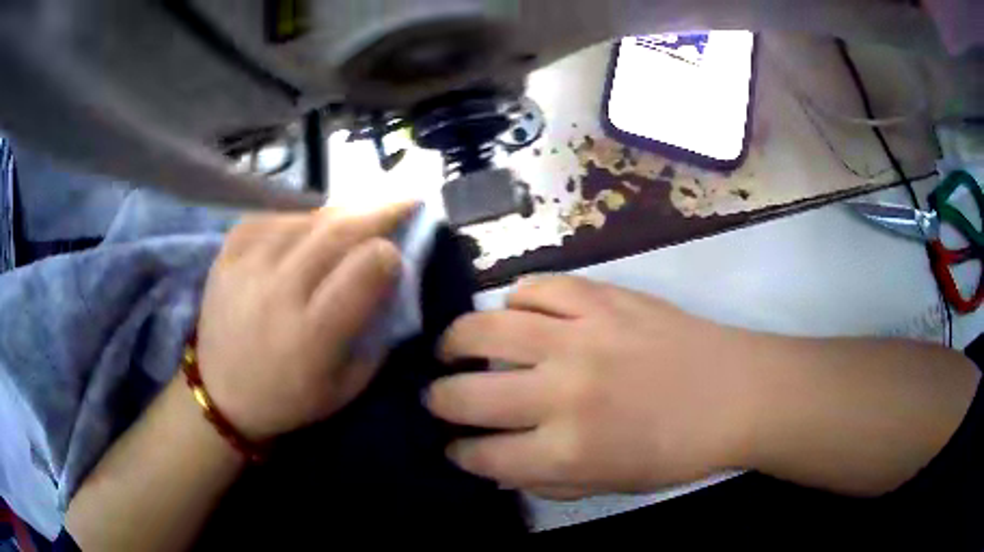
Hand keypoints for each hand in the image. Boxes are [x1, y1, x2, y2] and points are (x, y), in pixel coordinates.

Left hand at [196, 203, 414, 440]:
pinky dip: (295, 217)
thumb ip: (378, 333)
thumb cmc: (291, 399)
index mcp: (313, 333)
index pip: (365, 268)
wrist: (222, 397)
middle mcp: (278, 292)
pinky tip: (305, 227)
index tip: (398, 255)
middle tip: (403, 202)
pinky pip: (269, 218)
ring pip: (305, 218)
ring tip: (355, 217)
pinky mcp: (226, 256)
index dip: (390, 254)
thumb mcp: (349, 384)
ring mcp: (247, 268)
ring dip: (340, 214)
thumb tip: (393, 279)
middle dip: (379, 212)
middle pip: (338, 231)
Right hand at [426, 275, 763, 498]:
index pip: (483, 455)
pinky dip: (517, 302)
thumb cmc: (676, 450)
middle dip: (438, 401)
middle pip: (467, 395)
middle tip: (436, 397)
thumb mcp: (608, 484)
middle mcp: (563, 393)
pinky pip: (537, 289)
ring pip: (487, 329)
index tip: (453, 447)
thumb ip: (544, 479)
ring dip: (455, 341)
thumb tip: (493, 464)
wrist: (735, 393)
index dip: (459, 453)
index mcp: (567, 451)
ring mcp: (581, 337)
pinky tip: (518, 316)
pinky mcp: (602, 298)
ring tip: (450, 348)